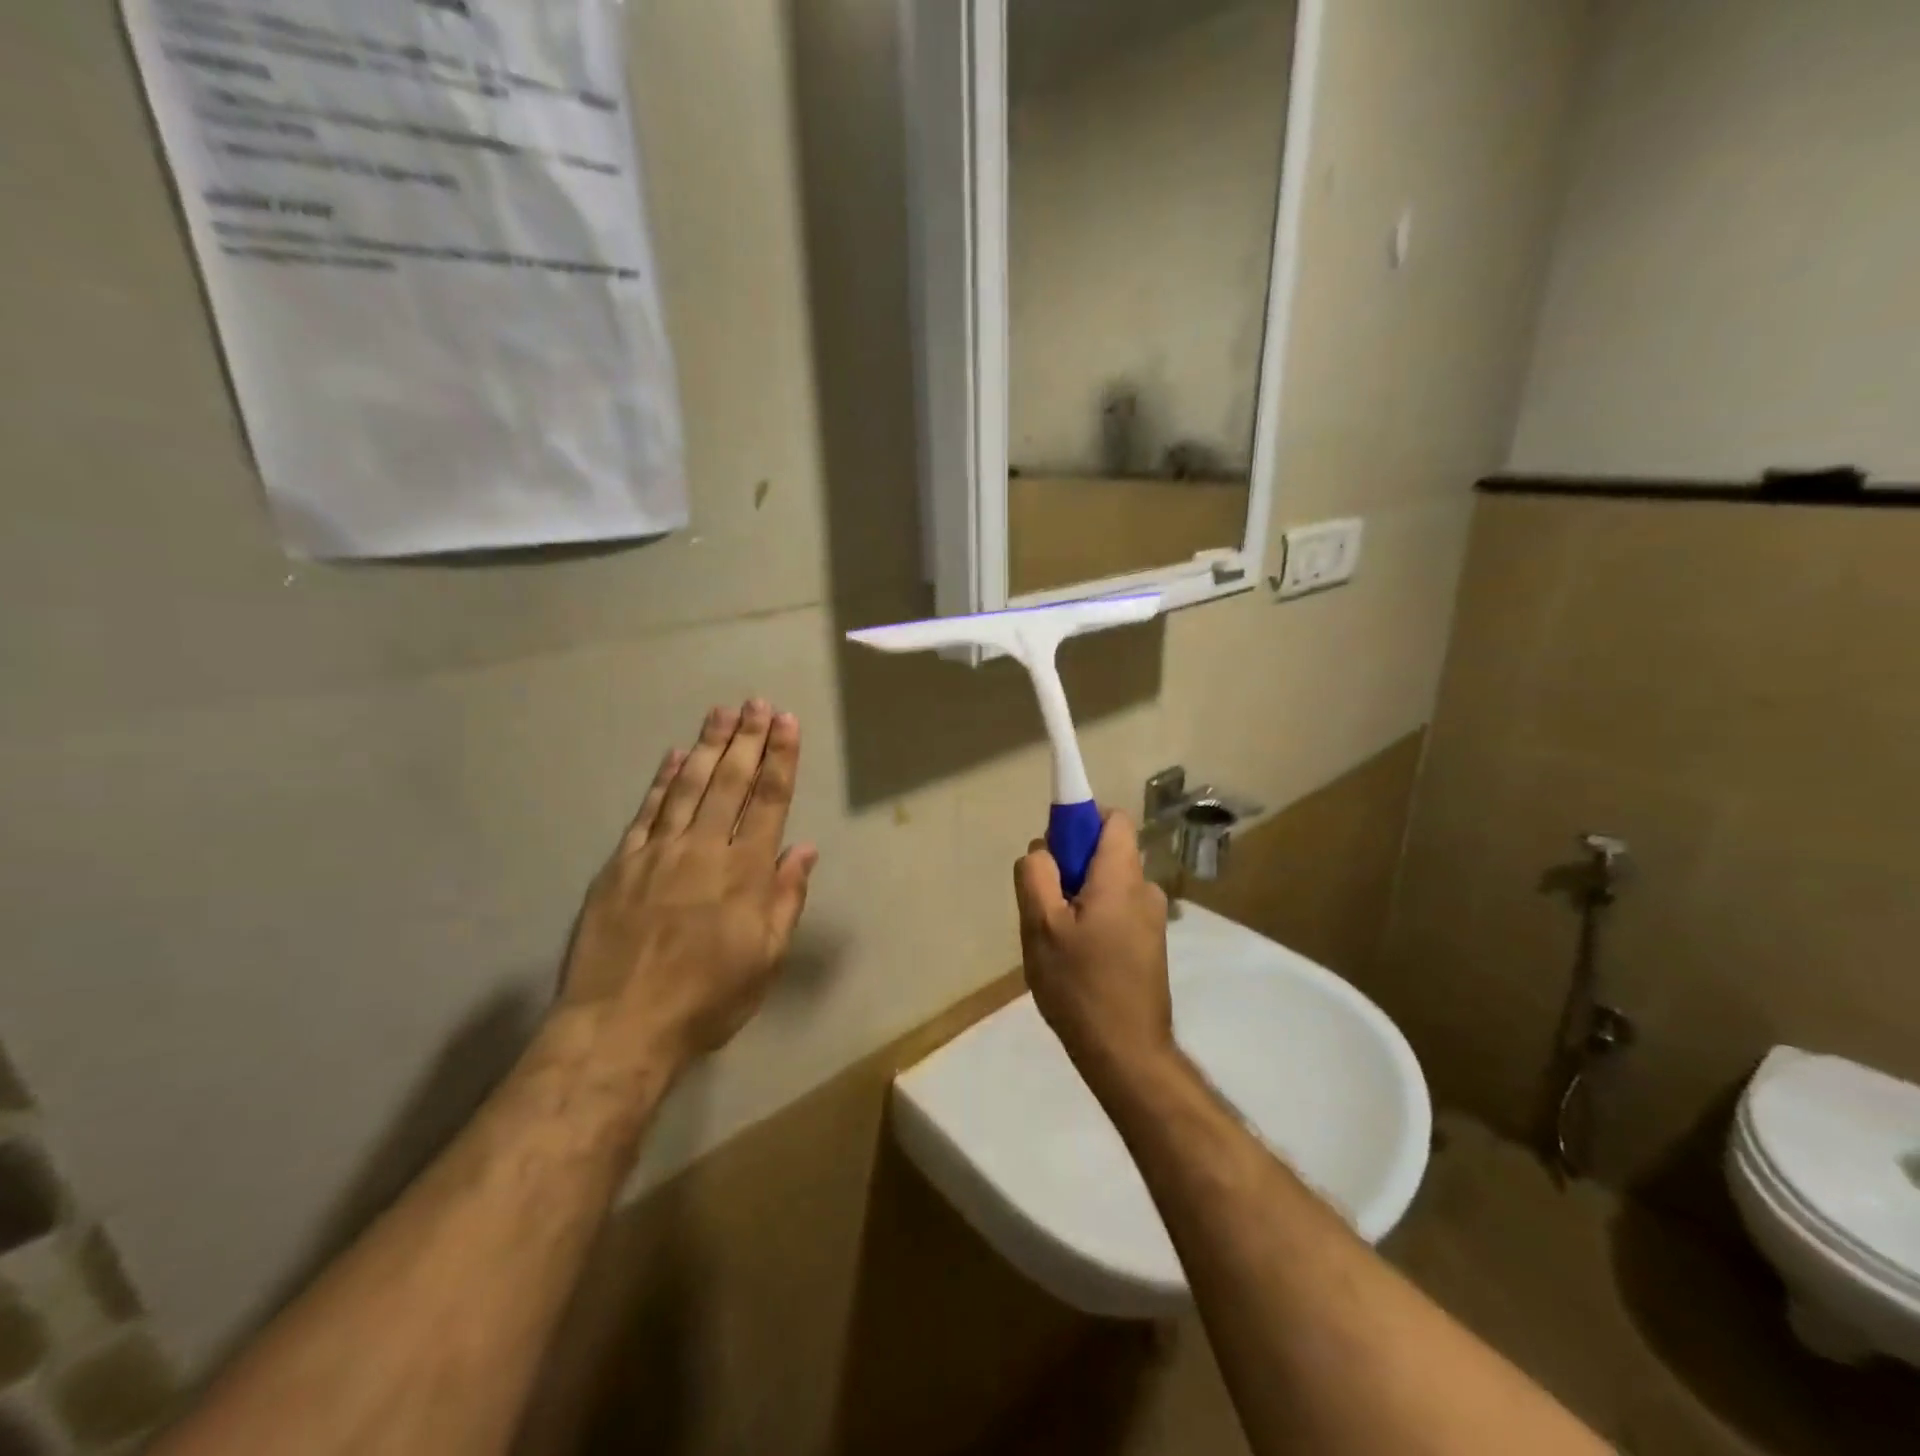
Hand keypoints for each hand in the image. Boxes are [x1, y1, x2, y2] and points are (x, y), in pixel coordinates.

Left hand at [558, 701, 819, 1081]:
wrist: (620, 1025)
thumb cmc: (707, 999)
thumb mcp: (765, 960)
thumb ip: (786, 899)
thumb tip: (804, 849)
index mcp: (745, 872)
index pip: (769, 801)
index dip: (780, 759)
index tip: (786, 723)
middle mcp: (704, 849)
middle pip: (730, 782)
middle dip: (747, 738)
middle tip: (756, 703)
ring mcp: (659, 852)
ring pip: (689, 786)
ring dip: (708, 746)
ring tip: (721, 712)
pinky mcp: (622, 863)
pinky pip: (647, 811)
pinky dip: (663, 780)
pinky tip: (675, 756)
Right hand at [1014, 812, 1173, 1090]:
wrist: (1127, 1054)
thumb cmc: (1080, 985)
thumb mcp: (1040, 926)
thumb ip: (1036, 875)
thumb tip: (1042, 850)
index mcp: (1121, 876)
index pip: (1111, 818)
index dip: (1079, 821)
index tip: (1054, 851)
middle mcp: (1145, 889)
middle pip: (1105, 853)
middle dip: (1071, 868)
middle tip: (1045, 908)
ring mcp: (1152, 919)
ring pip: (1107, 886)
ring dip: (1079, 899)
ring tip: (1058, 942)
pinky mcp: (1150, 945)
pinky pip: (1116, 911)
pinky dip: (1094, 920)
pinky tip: (1077, 960)